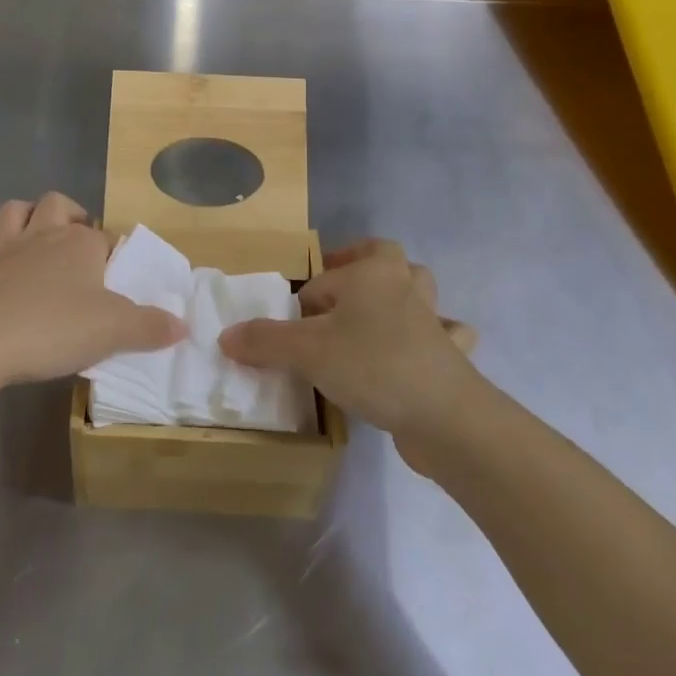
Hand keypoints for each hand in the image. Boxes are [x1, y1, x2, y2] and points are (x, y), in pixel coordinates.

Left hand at [0, 193, 185, 389]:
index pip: (104, 238)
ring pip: (12, 212)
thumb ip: (151, 327)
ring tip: (33, 222)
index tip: (118, 274)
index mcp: (80, 246)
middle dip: (70, 213)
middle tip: (79, 237)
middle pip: (58, 205)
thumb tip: (183, 324)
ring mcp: (2, 251)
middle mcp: (43, 237)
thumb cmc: (55, 329)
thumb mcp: (115, 331)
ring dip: (23, 211)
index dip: (112, 251)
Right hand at [220, 239, 482, 472]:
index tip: (292, 334)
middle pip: (384, 257)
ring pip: (419, 290)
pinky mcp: (449, 356)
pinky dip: (435, 337)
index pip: (322, 281)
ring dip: (401, 294)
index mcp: (371, 273)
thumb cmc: (372, 366)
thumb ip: (264, 341)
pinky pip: (445, 335)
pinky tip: (419, 351)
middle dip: (360, 265)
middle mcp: (404, 286)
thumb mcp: (306, 351)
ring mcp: (433, 320)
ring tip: (375, 314)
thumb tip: (225, 336)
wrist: (445, 418)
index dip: (302, 305)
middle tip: (335, 292)